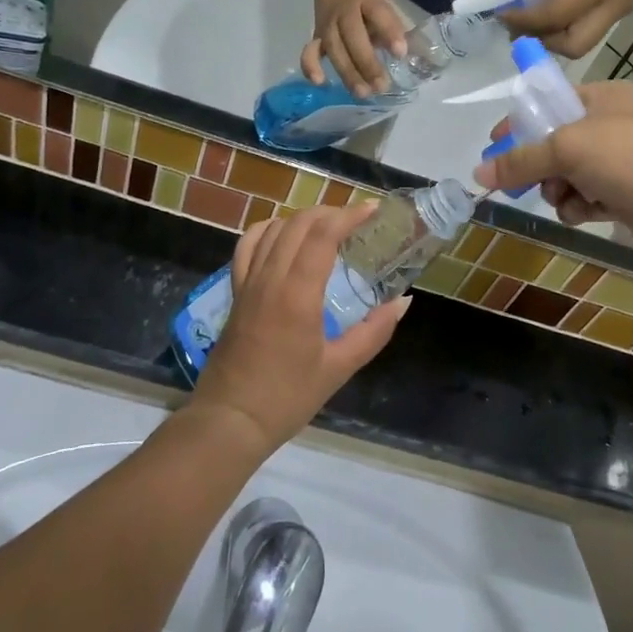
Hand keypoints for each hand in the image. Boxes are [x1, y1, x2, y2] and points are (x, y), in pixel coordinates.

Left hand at [192, 204, 410, 454]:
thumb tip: (403, 302)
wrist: (229, 421)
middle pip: (298, 224)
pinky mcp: (235, 292)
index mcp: (297, 295)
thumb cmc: (287, 398)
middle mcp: (270, 279)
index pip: (322, 235)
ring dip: (302, 218)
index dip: (349, 216)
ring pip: (273, 229)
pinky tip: (283, 236)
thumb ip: (373, 332)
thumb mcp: (339, 368)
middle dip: (330, 212)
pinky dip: (268, 230)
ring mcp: (248, 283)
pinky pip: (247, 246)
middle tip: (357, 220)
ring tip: (327, 226)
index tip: (373, 210)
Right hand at [302, 0, 406, 95]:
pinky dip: (310, 66)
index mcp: (367, 1)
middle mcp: (344, 12)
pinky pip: (310, 51)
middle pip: (353, 36)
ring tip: (362, 93)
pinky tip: (319, 82)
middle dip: (367, 62)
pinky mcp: (317, 37)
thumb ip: (392, 30)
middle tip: (382, 86)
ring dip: (347, 72)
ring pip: (334, 48)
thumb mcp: (383, 9)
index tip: (401, 53)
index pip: (378, 13)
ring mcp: (328, 25)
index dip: (389, 32)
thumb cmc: (368, 5)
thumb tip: (407, 57)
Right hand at [473, 82, 632, 260]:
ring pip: (570, 174)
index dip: (521, 122)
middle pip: (557, 142)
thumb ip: (520, 160)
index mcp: (605, 97)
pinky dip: (580, 206)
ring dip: (559, 189)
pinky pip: (588, 197)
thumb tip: (477, 173)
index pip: (551, 101)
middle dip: (541, 164)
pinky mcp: (630, 196)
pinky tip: (584, 213)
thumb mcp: (567, 148)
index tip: (494, 144)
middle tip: (525, 181)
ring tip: (565, 198)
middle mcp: (615, 125)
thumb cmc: (631, 158)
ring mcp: (625, 162)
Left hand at [504, 0, 632, 57]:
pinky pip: (593, 28)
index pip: (555, 15)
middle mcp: (617, 2)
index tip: (502, 13)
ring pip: (584, 42)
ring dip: (556, 36)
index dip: (524, 20)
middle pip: (575, 45)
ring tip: (534, 18)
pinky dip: (570, 26)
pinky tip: (555, 8)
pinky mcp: (628, 7)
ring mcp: (626, 8)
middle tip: (521, 25)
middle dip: (543, 41)